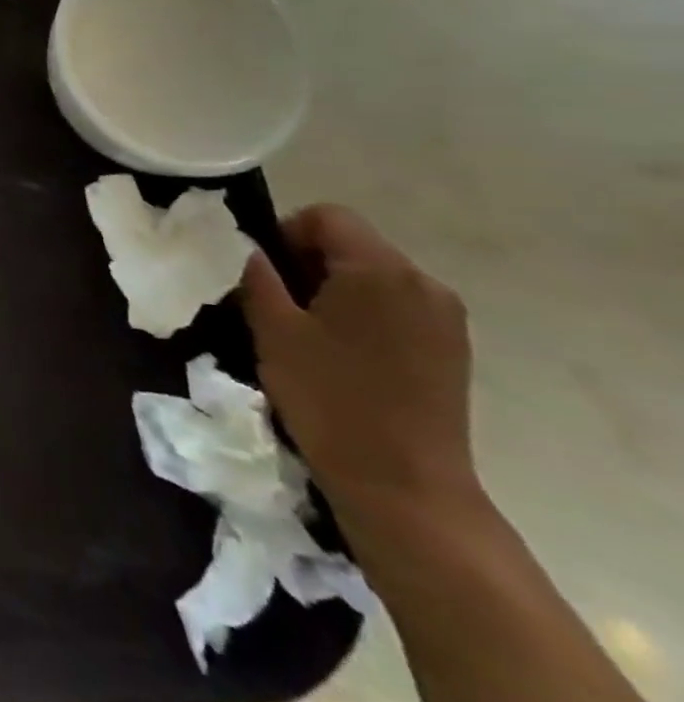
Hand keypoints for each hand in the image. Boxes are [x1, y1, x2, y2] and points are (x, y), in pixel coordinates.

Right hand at [239, 206, 482, 534]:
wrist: (404, 485)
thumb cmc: (329, 398)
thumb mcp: (273, 330)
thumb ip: (257, 277)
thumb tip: (249, 249)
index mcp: (380, 270)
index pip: (326, 216)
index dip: (285, 232)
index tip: (264, 274)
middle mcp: (423, 282)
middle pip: (353, 243)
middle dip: (308, 263)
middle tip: (277, 305)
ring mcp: (444, 317)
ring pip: (373, 276)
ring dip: (334, 289)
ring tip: (307, 333)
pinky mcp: (451, 347)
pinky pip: (396, 305)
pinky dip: (362, 313)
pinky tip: (342, 354)